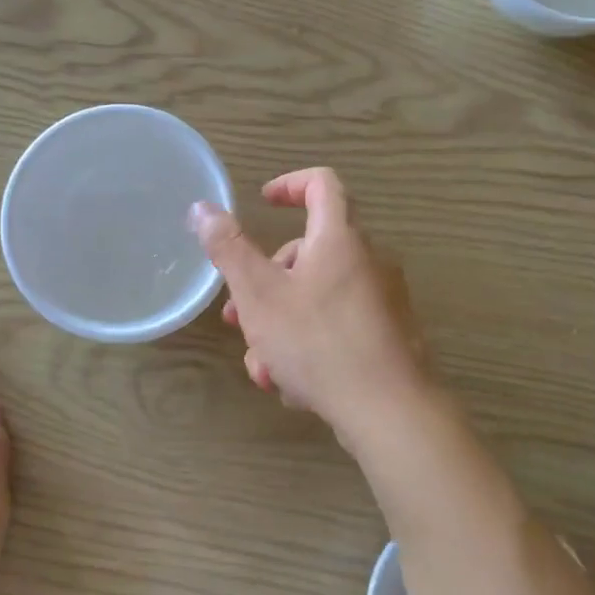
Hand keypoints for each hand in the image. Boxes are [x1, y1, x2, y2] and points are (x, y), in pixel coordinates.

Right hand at [192, 168, 429, 438]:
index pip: (322, 184)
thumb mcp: (259, 294)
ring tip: (262, 368)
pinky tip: (291, 385)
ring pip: (317, 297)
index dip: (289, 185)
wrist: (390, 411)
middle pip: (309, 251)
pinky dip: (309, 344)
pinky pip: (338, 326)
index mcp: (339, 238)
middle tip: (237, 317)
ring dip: (280, 324)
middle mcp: (367, 261)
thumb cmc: (318, 342)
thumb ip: (229, 249)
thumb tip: (203, 208)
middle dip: (265, 281)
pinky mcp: (387, 336)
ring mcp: (381, 301)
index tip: (262, 203)